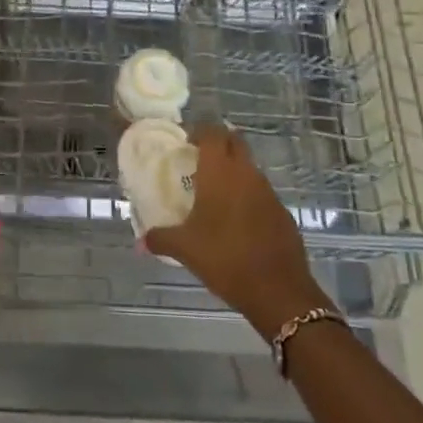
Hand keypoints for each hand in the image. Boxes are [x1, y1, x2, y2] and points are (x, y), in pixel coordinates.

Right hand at [145, 125, 328, 337]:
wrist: (278, 290)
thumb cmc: (225, 258)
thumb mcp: (185, 249)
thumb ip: (160, 239)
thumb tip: (140, 242)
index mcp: (220, 173)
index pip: (213, 133)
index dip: (200, 132)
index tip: (187, 142)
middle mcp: (246, 174)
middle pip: (235, 142)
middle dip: (219, 144)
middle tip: (199, 158)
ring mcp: (268, 192)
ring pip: (249, 167)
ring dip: (234, 170)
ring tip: (214, 190)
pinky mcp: (282, 212)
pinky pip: (261, 192)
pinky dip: (247, 194)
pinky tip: (236, 219)